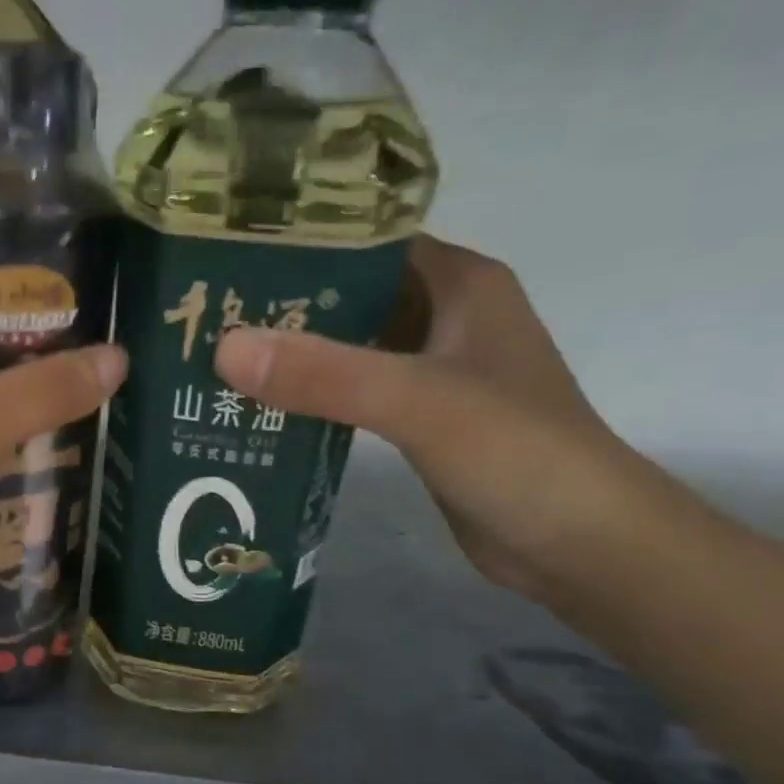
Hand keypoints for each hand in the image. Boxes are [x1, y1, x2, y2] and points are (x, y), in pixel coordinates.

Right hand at [214, 234, 647, 602]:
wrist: (580, 544)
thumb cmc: (517, 454)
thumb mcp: (419, 403)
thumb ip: (326, 374)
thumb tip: (223, 348)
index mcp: (458, 282)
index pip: (364, 239)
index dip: (297, 243)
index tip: (223, 257)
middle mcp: (444, 315)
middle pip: (347, 294)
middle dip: (280, 306)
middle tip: (204, 317)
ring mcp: (431, 371)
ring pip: (346, 347)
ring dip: (292, 356)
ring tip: (214, 361)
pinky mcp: (418, 419)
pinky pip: (351, 393)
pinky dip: (311, 398)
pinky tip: (259, 410)